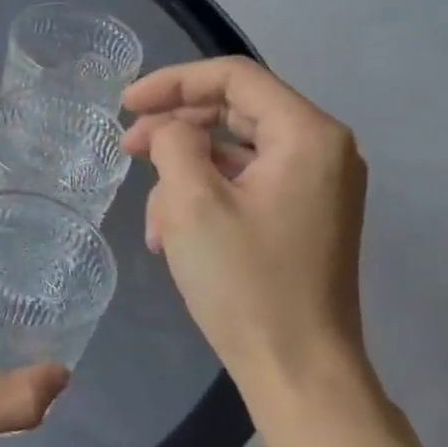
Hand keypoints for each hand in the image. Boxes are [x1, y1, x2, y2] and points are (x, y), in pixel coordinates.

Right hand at [122, 58, 370, 399]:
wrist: (297, 370)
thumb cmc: (244, 281)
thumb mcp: (193, 203)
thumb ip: (175, 143)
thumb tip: (172, 132)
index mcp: (308, 135)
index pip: (234, 77)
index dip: (173, 82)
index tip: (125, 105)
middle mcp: (322, 151)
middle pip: (235, 111)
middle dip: (175, 129)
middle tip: (127, 149)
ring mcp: (315, 187)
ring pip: (233, 153)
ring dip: (184, 175)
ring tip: (152, 219)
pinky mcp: (302, 217)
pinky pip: (245, 186)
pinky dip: (205, 198)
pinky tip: (172, 235)